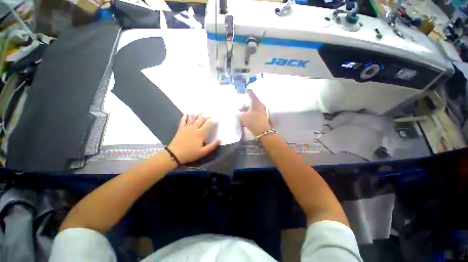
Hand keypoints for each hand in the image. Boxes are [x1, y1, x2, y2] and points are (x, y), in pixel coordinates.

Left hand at [168, 114, 220, 163]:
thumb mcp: (203, 152)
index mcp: (200, 133)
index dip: (213, 120)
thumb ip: (212, 146)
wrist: (174, 155)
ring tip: (202, 112)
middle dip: (207, 115)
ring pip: (193, 117)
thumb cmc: (190, 154)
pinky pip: (183, 120)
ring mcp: (187, 127)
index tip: (216, 119)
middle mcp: (194, 128)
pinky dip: (185, 116)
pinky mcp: (180, 128)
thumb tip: (219, 140)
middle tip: (211, 115)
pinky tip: (187, 113)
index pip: (208, 124)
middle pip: (201, 118)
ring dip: (198, 113)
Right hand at [240, 89, 270, 135]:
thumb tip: (237, 113)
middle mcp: (259, 105)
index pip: (251, 93)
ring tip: (240, 113)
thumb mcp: (243, 117)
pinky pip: (253, 112)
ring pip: (252, 107)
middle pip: (251, 101)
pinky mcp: (261, 116)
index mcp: (256, 102)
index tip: (243, 90)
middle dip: (244, 103)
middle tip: (239, 105)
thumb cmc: (253, 121)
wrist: (262, 131)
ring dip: (246, 109)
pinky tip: (244, 117)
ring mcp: (261, 111)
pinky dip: (249, 113)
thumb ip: (239, 113)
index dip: (246, 91)